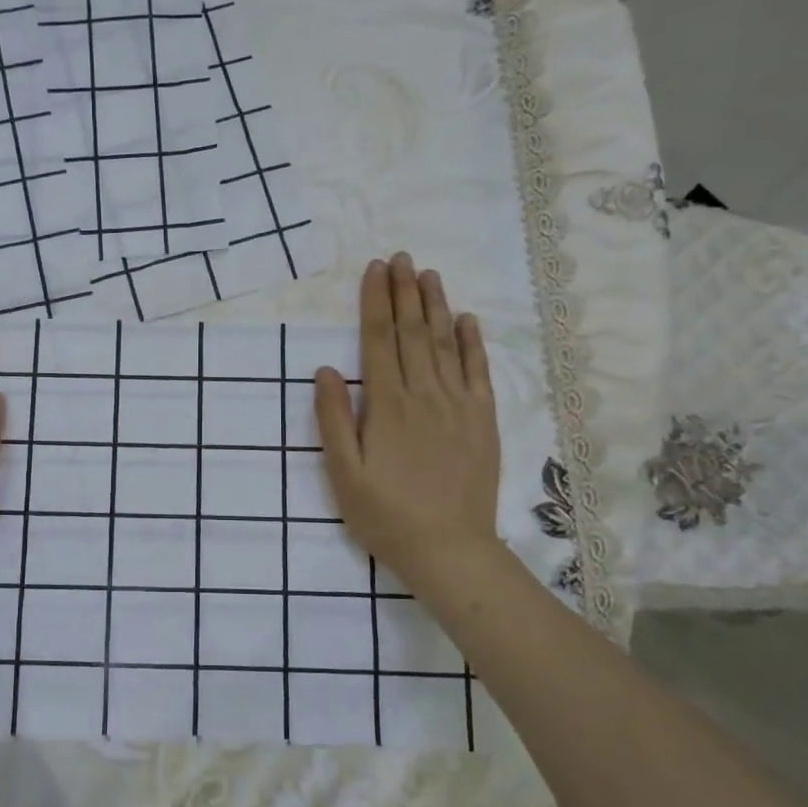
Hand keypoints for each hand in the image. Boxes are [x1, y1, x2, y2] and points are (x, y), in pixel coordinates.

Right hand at [314, 254, 509, 600]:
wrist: (449, 549)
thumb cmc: (385, 513)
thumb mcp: (343, 473)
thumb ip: (332, 419)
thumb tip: (324, 370)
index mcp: (387, 405)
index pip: (378, 340)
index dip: (375, 302)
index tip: (374, 269)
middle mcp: (424, 394)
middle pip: (413, 332)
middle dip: (404, 291)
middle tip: (400, 257)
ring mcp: (458, 405)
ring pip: (445, 343)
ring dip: (435, 305)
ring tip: (428, 274)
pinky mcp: (483, 420)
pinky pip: (479, 372)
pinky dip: (473, 342)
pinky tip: (466, 319)